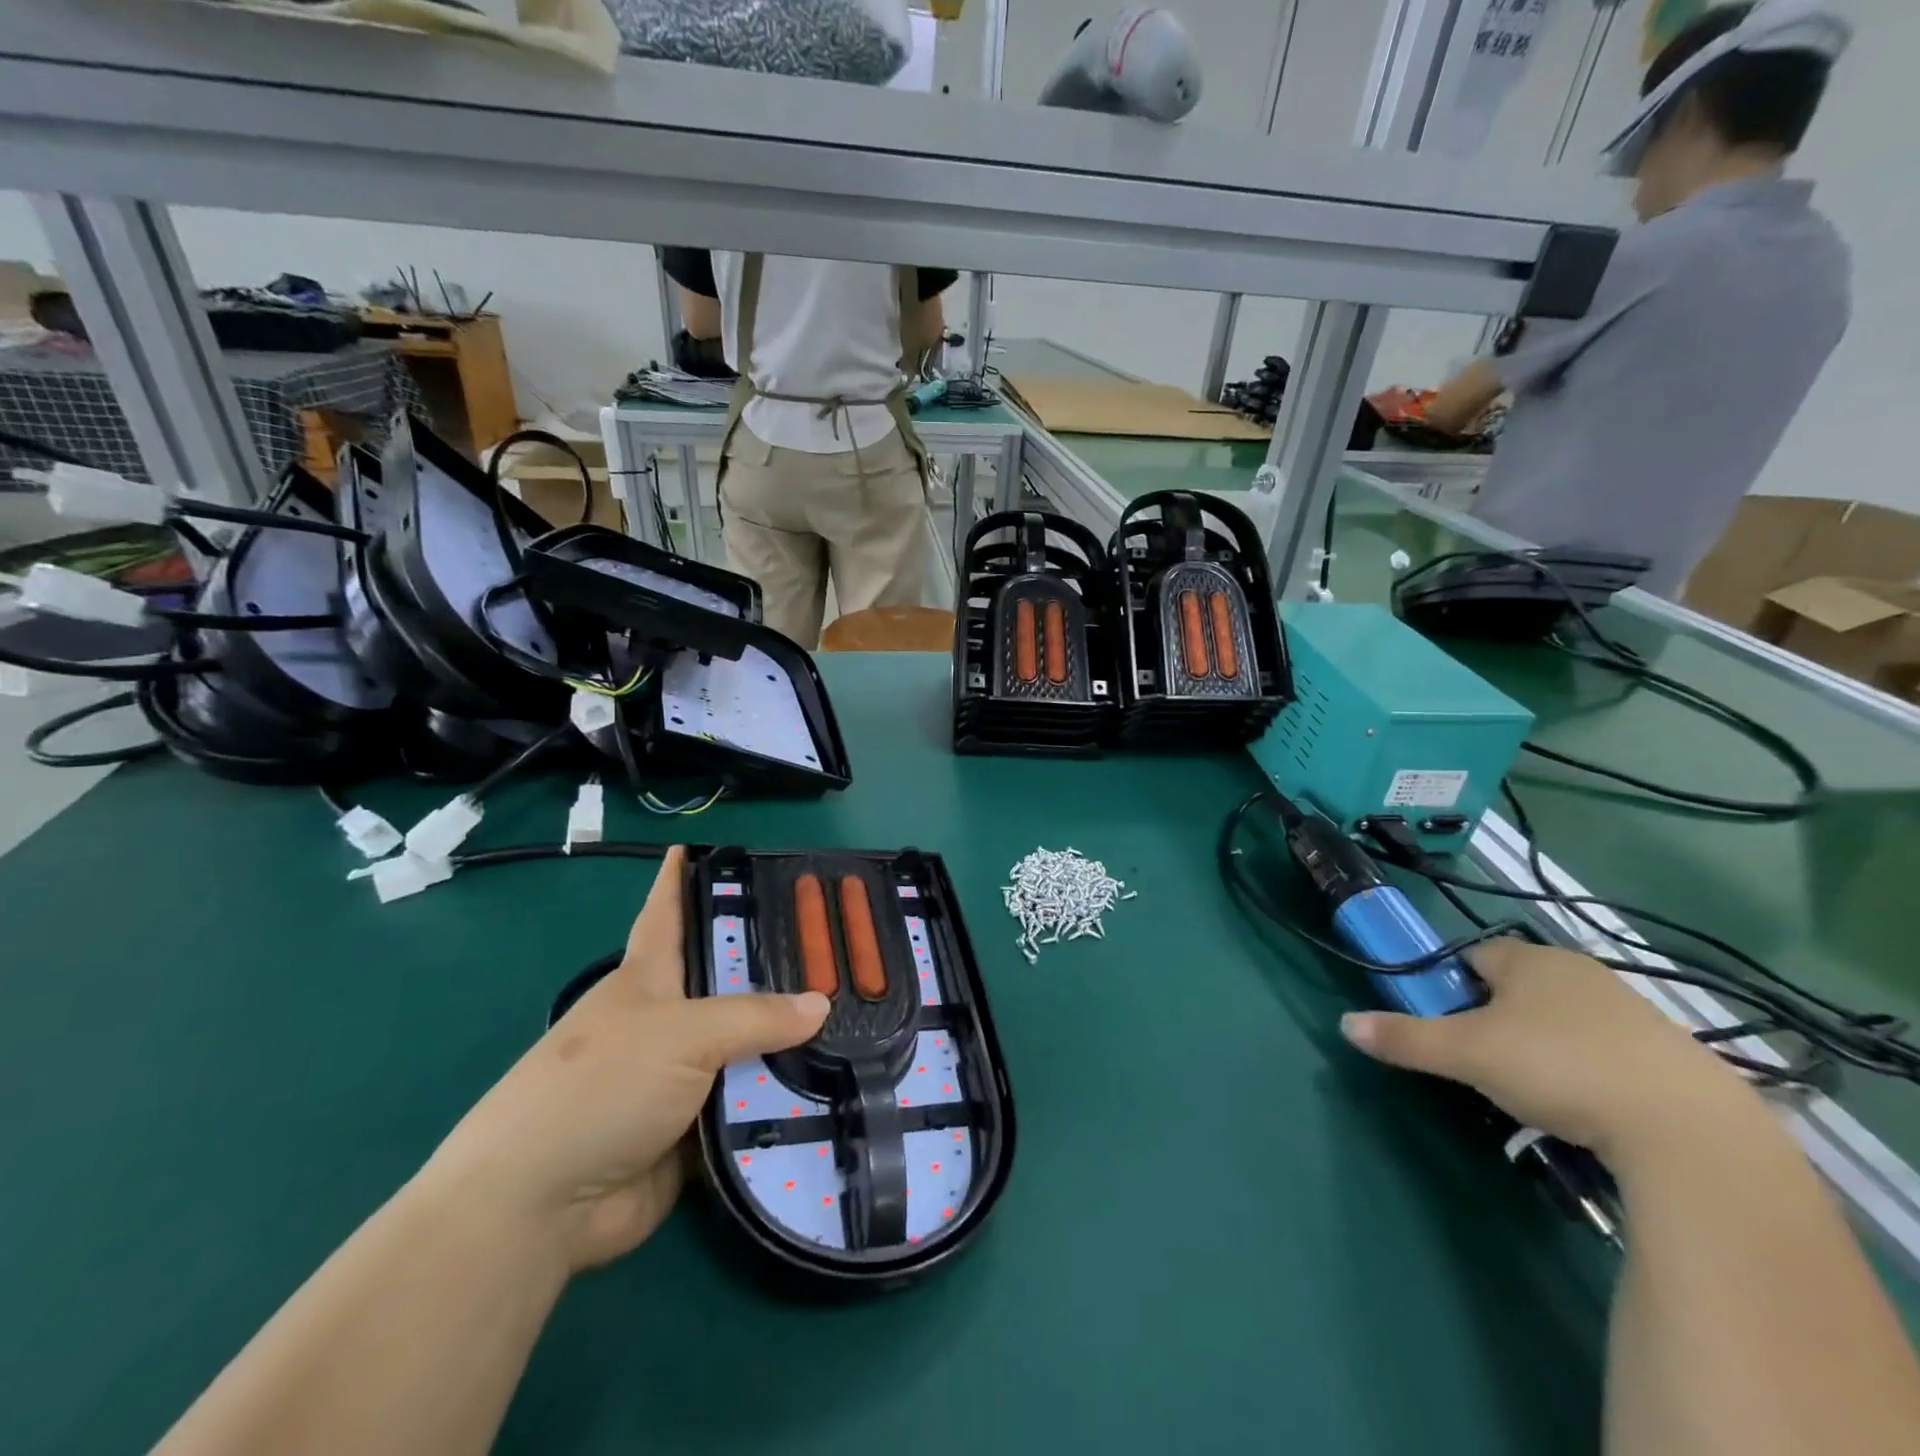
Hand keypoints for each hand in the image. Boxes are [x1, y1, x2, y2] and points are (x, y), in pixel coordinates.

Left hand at [422, 846, 828, 1272]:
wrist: (542, 1206)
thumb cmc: (600, 1086)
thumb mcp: (681, 1034)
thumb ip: (755, 1017)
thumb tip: (822, 1004)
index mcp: (649, 978)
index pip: (669, 910)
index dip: (684, 876)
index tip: (712, 845)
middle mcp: (667, 1020)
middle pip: (729, 979)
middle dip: (777, 962)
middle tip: (838, 943)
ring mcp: (681, 1075)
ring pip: (747, 1043)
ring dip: (790, 1039)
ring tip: (859, 1013)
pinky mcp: (695, 1127)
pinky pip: (751, 1102)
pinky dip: (783, 1097)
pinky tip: (836, 1082)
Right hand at [1340, 939, 1755, 1162]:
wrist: (1689, 1130)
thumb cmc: (1557, 1068)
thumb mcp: (1466, 1054)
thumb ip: (1405, 1038)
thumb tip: (1344, 1024)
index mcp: (1530, 960)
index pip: (1475, 955)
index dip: (1454, 986)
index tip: (1450, 1024)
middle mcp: (1582, 972)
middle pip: (1521, 986)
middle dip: (1499, 1016)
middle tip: (1486, 1060)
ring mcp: (1635, 1012)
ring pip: (1567, 1018)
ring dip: (1547, 1044)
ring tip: (1538, 1091)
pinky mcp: (1676, 1056)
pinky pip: (1612, 1051)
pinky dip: (1593, 1070)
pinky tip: (1591, 1108)